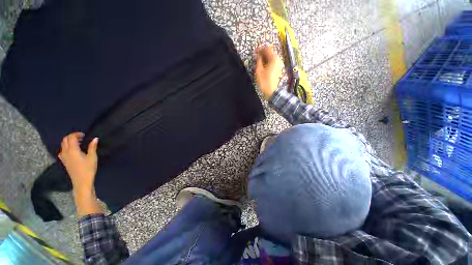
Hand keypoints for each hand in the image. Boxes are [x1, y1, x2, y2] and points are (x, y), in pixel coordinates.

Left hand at [58, 132, 101, 215]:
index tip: (84, 134)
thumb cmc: (88, 169)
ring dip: (68, 142)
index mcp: (73, 150)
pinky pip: (62, 151)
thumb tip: (95, 138)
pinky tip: (72, 151)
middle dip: (71, 137)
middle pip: (65, 140)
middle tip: (81, 137)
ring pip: (62, 145)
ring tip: (77, 143)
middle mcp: (66, 152)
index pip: (71, 138)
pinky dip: (66, 148)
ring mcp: (64, 157)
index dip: (76, 134)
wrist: (81, 182)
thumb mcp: (92, 157)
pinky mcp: (64, 161)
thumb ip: (92, 147)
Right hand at [255, 45, 283, 99]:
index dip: (260, 49)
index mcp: (273, 58)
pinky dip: (268, 61)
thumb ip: (258, 61)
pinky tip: (263, 65)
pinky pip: (273, 62)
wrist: (272, 91)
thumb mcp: (259, 70)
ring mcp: (279, 64)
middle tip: (256, 56)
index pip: (267, 49)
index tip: (255, 51)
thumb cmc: (265, 81)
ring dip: (265, 57)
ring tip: (259, 61)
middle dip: (263, 53)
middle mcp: (278, 59)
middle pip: (270, 52)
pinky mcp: (278, 69)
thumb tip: (258, 55)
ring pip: (271, 57)